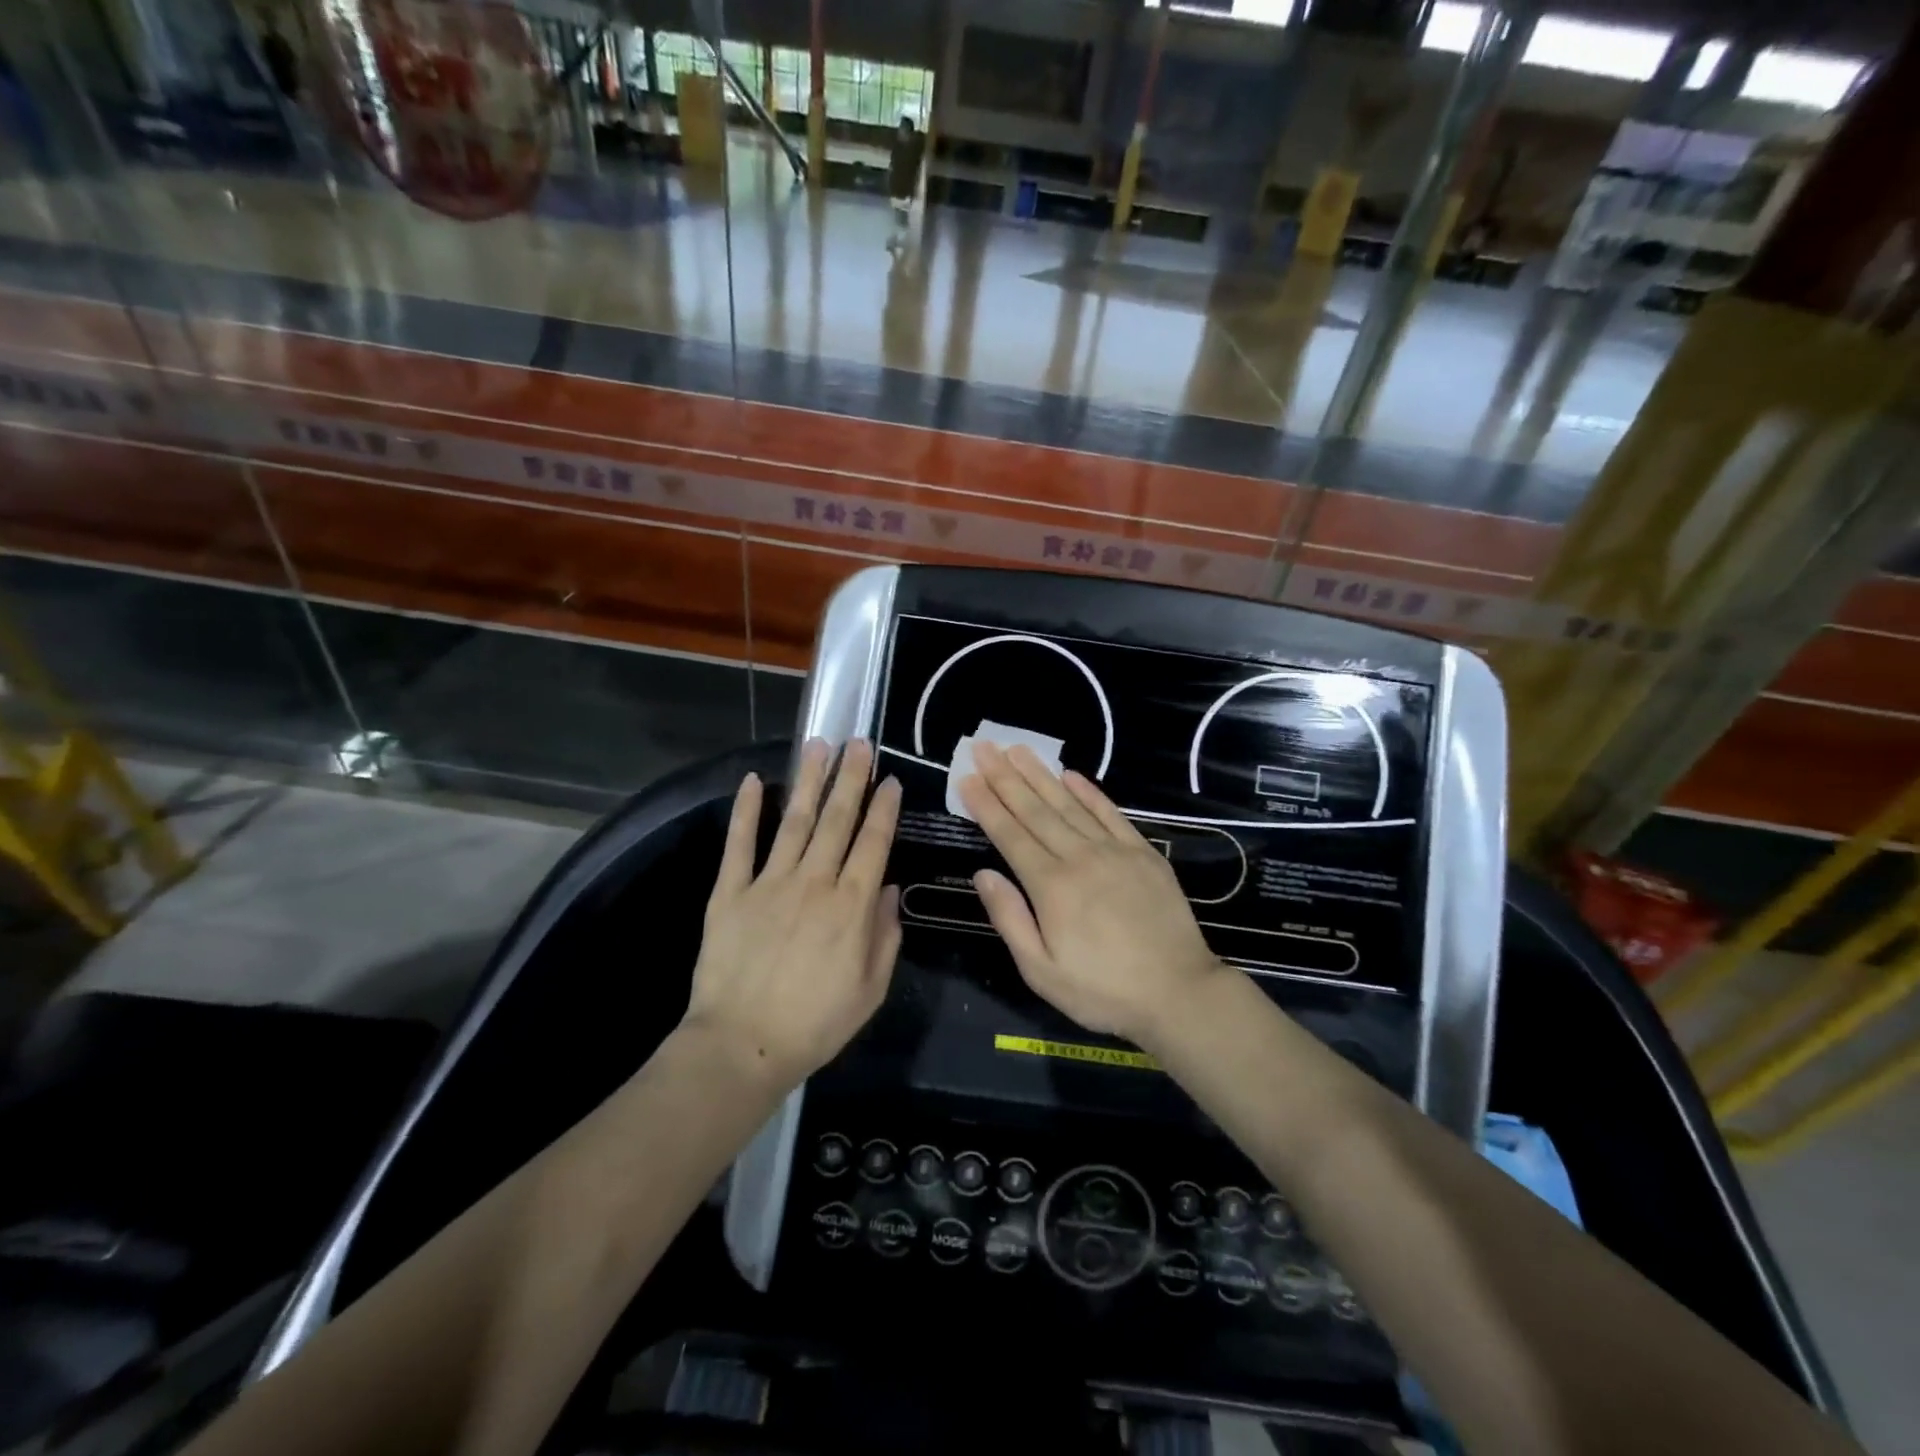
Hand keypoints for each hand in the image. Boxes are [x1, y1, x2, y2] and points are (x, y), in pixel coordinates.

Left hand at [684, 739, 902, 1086]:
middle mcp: (815, 882)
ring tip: (818, 745)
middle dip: (851, 778)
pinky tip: (752, 781)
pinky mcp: (731, 892)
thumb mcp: (871, 990)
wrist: (742, 1045)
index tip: (891, 780)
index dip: (884, 808)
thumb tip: (889, 890)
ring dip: (808, 780)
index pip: (874, 843)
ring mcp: (770, 883)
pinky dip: (745, 811)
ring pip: (794, 820)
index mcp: (852, 906)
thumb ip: (885, 936)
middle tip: (859, 742)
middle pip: (837, 820)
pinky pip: (740, 844)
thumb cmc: (816, 1023)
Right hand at [960, 741, 1224, 1044]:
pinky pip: (1110, 813)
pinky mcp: (1143, 853)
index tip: (967, 777)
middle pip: (1035, 810)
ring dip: (1040, 775)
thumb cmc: (1102, 990)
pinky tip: (1070, 774)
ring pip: (1069, 804)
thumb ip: (1010, 919)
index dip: (986, 804)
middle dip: (1005, 777)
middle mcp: (1079, 857)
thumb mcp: (1041, 971)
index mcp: (1051, 886)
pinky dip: (1089, 791)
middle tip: (984, 747)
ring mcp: (1114, 851)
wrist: (1179, 992)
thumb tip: (983, 874)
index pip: (1010, 834)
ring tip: (1018, 749)